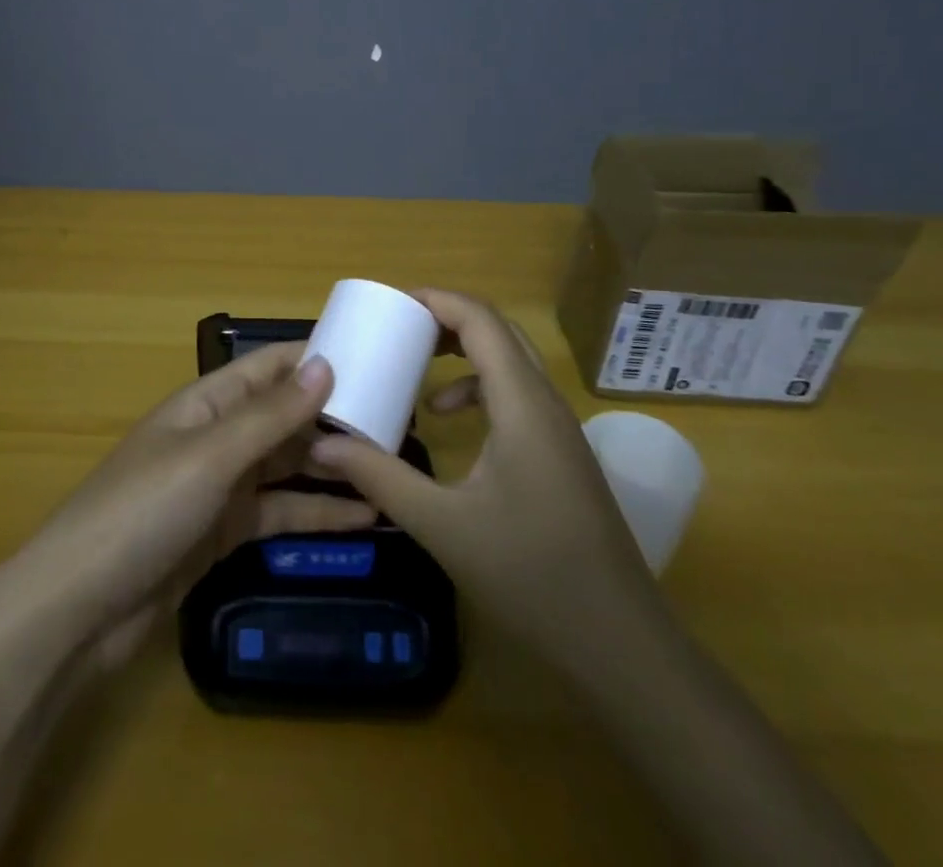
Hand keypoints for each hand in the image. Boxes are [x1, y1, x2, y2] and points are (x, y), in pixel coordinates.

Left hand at [13, 344, 376, 667]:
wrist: (79, 607)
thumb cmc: (143, 510)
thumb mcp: (210, 456)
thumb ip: (270, 416)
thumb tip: (325, 364)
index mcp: (207, 402)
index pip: (270, 367)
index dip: (316, 359)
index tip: (375, 359)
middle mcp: (217, 436)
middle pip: (284, 416)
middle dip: (334, 416)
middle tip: (400, 421)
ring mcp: (221, 486)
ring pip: (287, 466)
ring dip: (333, 466)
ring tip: (392, 467)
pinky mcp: (225, 533)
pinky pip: (281, 513)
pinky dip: (318, 514)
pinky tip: (365, 518)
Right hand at [310, 289, 657, 668]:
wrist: (620, 643)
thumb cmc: (531, 574)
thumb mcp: (442, 525)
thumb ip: (380, 476)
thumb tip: (322, 443)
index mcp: (522, 404)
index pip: (481, 320)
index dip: (436, 300)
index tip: (390, 305)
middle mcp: (545, 402)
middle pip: (499, 331)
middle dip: (446, 319)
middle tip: (397, 328)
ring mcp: (559, 428)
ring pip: (511, 361)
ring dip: (463, 351)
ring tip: (416, 366)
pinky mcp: (561, 452)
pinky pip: (517, 394)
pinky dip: (478, 388)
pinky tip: (450, 421)